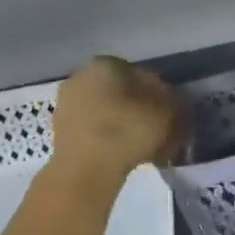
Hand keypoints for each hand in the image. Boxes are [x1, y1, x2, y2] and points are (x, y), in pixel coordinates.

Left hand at [49, 57, 182, 178]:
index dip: (162, 94)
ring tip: (145, 144)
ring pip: (108, 110)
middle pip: (122, 91)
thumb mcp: (166, 113)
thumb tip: (172, 100)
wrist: (85, 170)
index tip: (172, 112)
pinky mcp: (60, 129)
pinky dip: (110, 135)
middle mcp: (81, 75)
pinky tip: (125, 151)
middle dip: (141, 107)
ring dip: (126, 122)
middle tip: (160, 127)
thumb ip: (174, 101)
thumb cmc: (127, 132)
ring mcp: (67, 102)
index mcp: (106, 64)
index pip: (143, 74)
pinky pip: (94, 127)